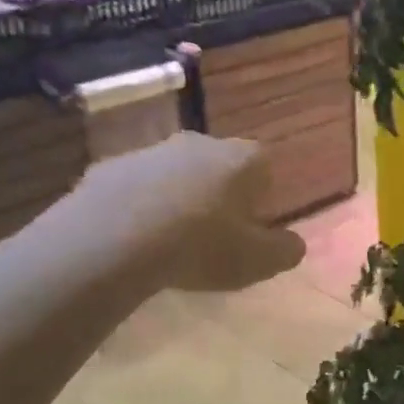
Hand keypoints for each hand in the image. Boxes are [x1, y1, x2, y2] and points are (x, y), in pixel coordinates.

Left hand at [72, 133, 306, 292]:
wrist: (112, 240)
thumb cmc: (200, 247)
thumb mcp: (257, 261)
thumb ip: (285, 251)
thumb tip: (294, 244)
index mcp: (241, 158)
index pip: (264, 166)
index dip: (260, 197)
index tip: (250, 227)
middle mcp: (199, 142)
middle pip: (218, 166)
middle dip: (218, 194)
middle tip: (212, 236)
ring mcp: (151, 150)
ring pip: (175, 173)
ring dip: (177, 198)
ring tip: (169, 241)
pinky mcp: (110, 166)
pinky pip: (135, 187)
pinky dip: (138, 206)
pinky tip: (132, 239)